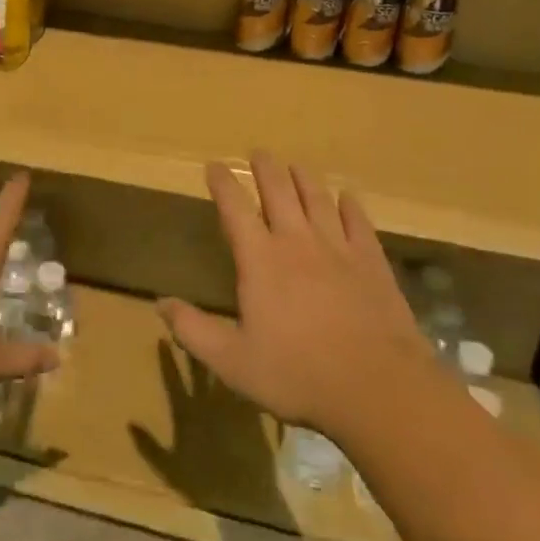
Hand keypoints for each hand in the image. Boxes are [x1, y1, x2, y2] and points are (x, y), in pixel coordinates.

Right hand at [158, 150, 434, 439]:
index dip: (223, 184)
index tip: (214, 166)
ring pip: (318, 200)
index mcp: (260, 260)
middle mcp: (297, 242)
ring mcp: (338, 249)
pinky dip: (350, 206)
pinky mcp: (372, 263)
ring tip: (295, 165)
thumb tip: (161, 303)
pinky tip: (347, 198)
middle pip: (279, 192)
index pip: (235, 209)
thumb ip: (193, 330)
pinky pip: (358, 223)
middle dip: (265, 169)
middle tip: (258, 152)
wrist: (378, 388)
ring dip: (304, 178)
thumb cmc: (297, 374)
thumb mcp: (232, 361)